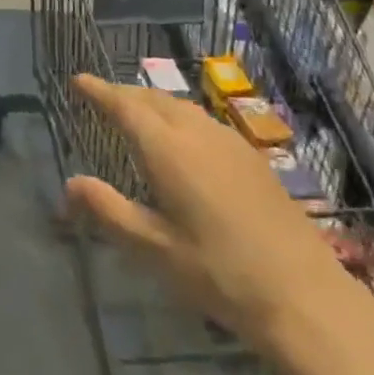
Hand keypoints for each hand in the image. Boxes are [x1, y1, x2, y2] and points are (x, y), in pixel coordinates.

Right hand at [64, 74, 358, 345]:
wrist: (303, 295)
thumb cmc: (219, 274)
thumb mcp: (154, 249)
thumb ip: (109, 210)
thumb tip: (69, 183)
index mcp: (168, 150)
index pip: (125, 106)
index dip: (99, 90)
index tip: (78, 79)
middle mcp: (197, 133)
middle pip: (153, 99)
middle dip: (124, 93)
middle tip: (101, 97)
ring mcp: (229, 142)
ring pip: (181, 106)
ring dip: (153, 102)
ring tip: (136, 112)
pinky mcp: (251, 157)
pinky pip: (203, 120)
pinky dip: (178, 115)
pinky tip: (182, 138)